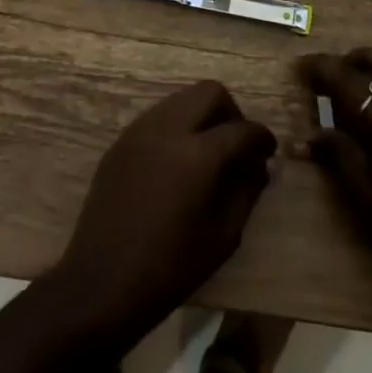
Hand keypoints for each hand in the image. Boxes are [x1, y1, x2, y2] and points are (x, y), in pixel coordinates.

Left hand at [53, 81, 276, 335]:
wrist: (103, 280)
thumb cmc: (171, 267)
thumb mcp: (224, 235)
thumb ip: (247, 191)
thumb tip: (258, 165)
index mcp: (198, 154)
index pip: (242, 129)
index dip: (262, 138)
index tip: (268, 153)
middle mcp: (168, 129)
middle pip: (209, 92)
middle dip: (231, 113)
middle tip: (237, 146)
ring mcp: (140, 131)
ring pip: (181, 99)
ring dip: (201, 116)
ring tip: (207, 154)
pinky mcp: (121, 141)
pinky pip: (158, 117)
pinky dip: (176, 127)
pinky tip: (177, 163)